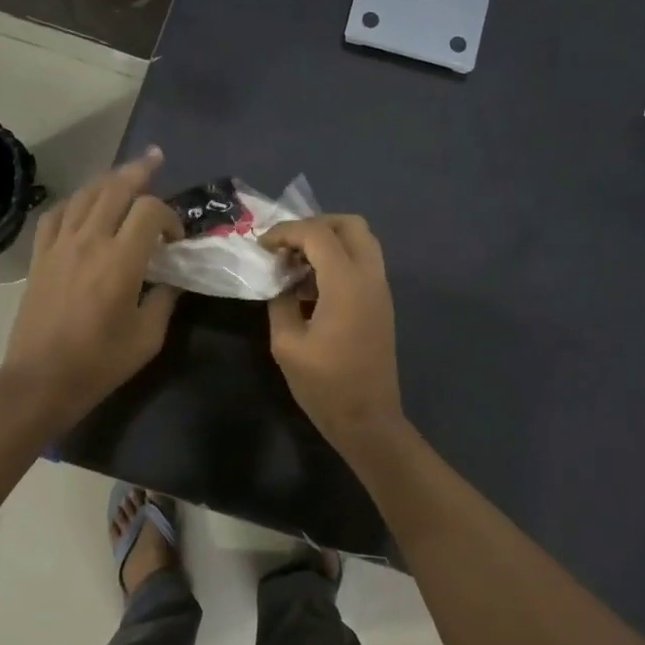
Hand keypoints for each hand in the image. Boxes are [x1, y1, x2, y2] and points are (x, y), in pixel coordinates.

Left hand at [0, 148, 181, 421]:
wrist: (41, 379)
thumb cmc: (100, 362)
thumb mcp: (148, 337)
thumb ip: (164, 300)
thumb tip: (172, 280)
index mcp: (121, 260)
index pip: (149, 210)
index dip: (169, 215)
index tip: (175, 239)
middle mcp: (89, 241)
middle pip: (115, 188)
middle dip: (139, 171)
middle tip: (155, 160)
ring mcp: (59, 245)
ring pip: (85, 195)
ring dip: (108, 180)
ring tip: (124, 175)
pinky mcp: (40, 256)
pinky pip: (56, 214)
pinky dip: (75, 202)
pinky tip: (83, 206)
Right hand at [260, 215, 405, 449]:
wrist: (368, 419)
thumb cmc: (325, 385)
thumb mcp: (287, 344)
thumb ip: (281, 302)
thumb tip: (281, 282)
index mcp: (346, 283)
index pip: (317, 234)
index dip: (286, 231)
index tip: (261, 245)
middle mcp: (370, 277)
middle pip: (351, 225)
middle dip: (316, 225)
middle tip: (287, 245)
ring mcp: (381, 290)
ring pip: (362, 242)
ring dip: (330, 242)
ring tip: (297, 264)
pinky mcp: (382, 304)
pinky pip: (364, 263)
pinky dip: (340, 260)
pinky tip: (313, 286)